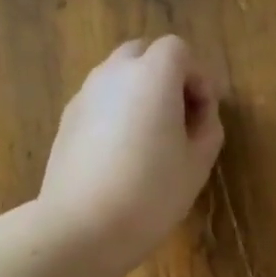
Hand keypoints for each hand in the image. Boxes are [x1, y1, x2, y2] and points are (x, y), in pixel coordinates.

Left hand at [38, 36, 223, 276]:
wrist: (83, 226)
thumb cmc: (151, 194)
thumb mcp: (198, 164)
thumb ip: (207, 128)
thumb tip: (200, 114)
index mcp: (152, 77)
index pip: (178, 50)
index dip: (198, 78)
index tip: (204, 115)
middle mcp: (114, 74)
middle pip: (143, 53)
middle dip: (166, 77)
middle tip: (180, 121)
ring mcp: (85, 95)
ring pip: (118, 77)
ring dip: (140, 95)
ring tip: (152, 141)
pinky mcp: (67, 120)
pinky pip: (100, 102)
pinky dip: (117, 113)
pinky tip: (123, 156)